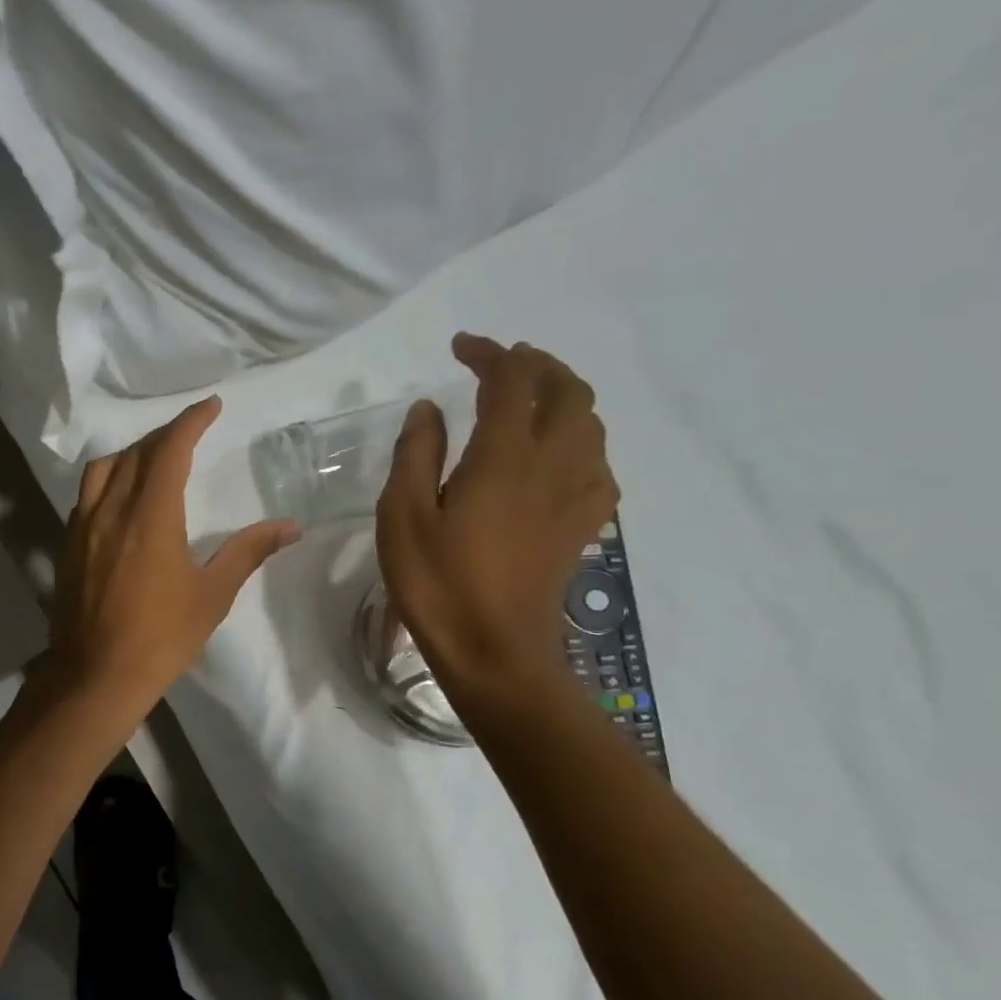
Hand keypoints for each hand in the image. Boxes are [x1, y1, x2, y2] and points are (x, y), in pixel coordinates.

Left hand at [42, 397, 300, 718]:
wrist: (96, 674)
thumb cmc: (161, 637)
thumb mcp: (212, 595)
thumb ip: (248, 552)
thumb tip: (290, 526)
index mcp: (150, 516)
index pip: (170, 449)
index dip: (191, 421)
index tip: (210, 406)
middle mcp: (111, 510)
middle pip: (135, 453)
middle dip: (164, 435)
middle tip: (190, 432)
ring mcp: (82, 527)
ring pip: (102, 470)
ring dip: (130, 454)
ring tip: (152, 460)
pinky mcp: (66, 546)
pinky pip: (86, 496)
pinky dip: (107, 482)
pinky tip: (120, 500)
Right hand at [376, 335, 617, 700]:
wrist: (495, 651)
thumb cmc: (437, 584)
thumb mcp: (402, 517)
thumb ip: (415, 456)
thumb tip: (428, 409)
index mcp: (504, 458)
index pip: (511, 382)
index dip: (490, 354)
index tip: (460, 347)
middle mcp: (552, 465)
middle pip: (568, 392)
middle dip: (537, 365)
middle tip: (501, 363)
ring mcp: (576, 496)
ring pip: (591, 424)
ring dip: (564, 396)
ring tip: (528, 399)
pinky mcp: (583, 526)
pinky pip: (598, 464)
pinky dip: (580, 440)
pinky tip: (557, 456)